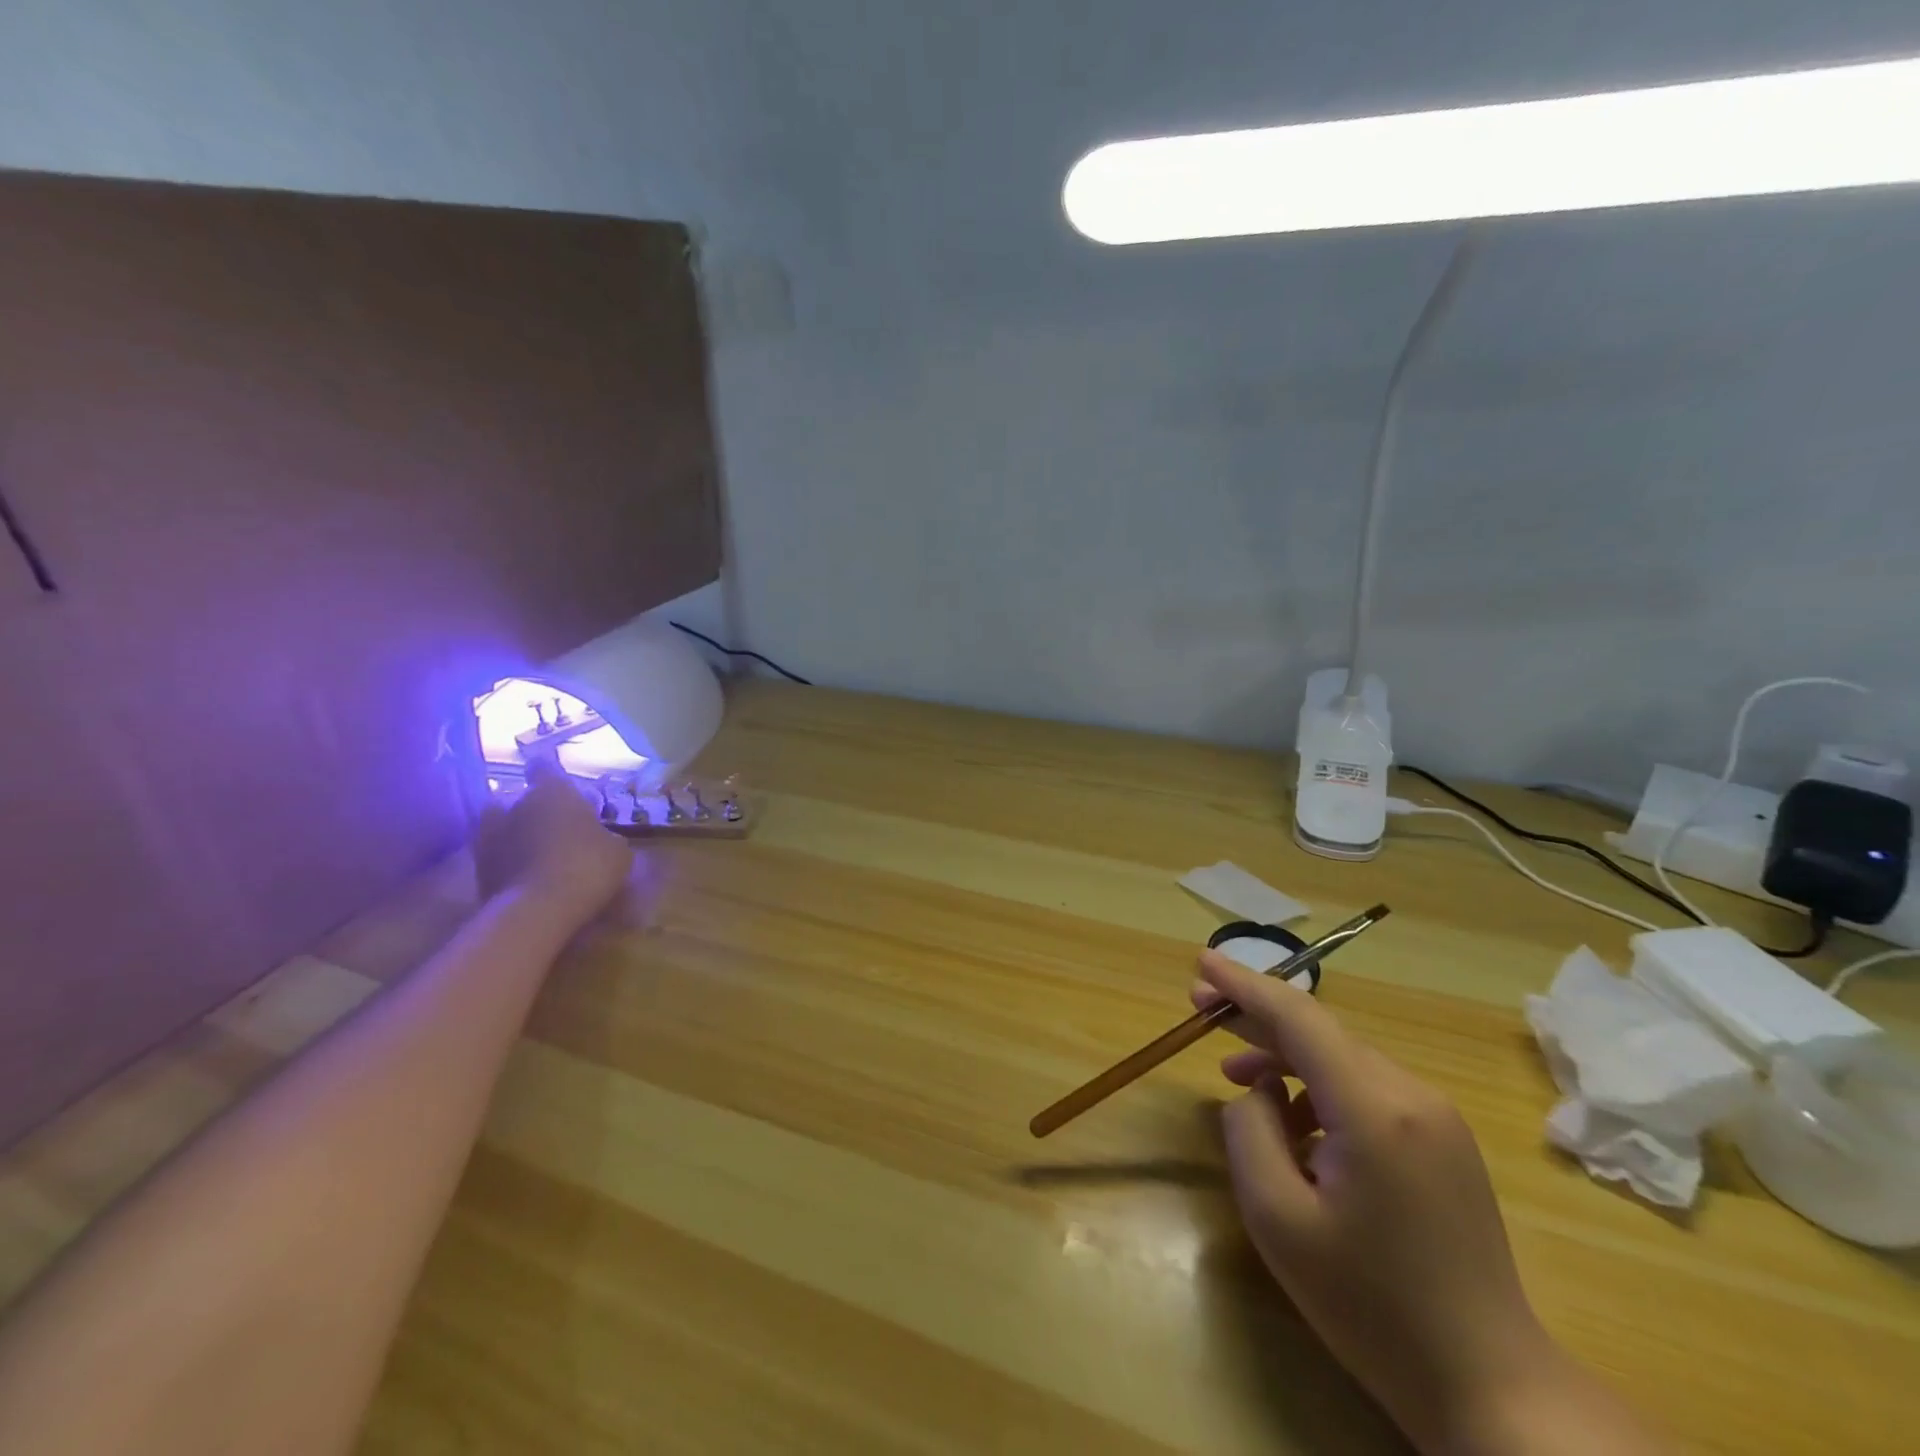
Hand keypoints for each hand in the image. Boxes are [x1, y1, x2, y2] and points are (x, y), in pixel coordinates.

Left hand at [474, 763, 630, 924]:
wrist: (536, 912)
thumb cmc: (587, 866)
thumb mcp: (618, 850)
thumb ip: (605, 835)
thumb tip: (601, 837)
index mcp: (550, 789)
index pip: (544, 764)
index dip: (552, 771)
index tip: (564, 784)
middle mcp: (512, 801)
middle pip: (518, 794)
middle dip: (533, 806)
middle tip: (555, 823)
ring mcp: (487, 833)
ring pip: (502, 823)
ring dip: (517, 832)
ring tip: (539, 850)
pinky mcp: (475, 866)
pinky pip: (496, 852)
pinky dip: (508, 858)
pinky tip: (529, 874)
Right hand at [1192, 952, 1561, 1452]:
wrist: (1491, 1385)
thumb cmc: (1371, 1307)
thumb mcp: (1278, 1219)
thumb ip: (1250, 1131)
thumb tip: (1259, 1089)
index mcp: (1374, 1109)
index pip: (1297, 1018)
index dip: (1244, 984)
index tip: (1202, 959)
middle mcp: (1412, 1095)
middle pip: (1319, 1032)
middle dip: (1256, 1015)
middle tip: (1200, 1004)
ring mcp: (1436, 1116)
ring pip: (1342, 1058)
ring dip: (1285, 1056)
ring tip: (1234, 1075)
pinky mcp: (1443, 1140)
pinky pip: (1365, 1088)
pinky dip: (1318, 1086)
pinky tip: (1292, 1122)